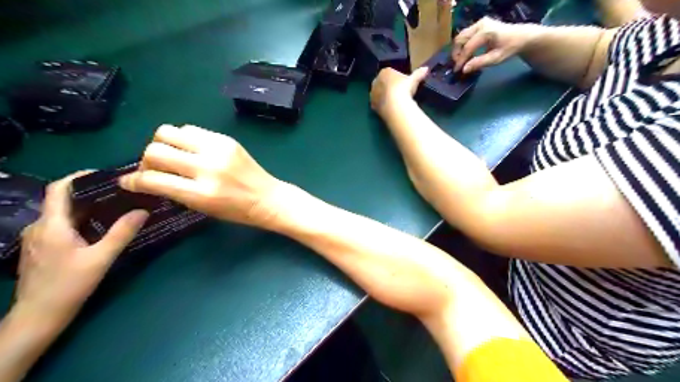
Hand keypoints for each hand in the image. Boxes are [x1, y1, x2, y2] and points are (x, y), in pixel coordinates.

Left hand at [15, 172, 146, 327]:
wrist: (38, 317)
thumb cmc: (68, 286)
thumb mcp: (101, 258)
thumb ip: (122, 232)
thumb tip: (143, 211)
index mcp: (51, 225)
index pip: (58, 189)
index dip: (79, 177)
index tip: (105, 174)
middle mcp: (39, 227)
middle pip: (63, 201)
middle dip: (91, 193)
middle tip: (119, 192)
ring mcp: (37, 239)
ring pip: (63, 214)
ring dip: (87, 208)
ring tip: (114, 207)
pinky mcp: (40, 249)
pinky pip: (61, 226)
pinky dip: (81, 220)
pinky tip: (99, 228)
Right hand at [120, 126, 281, 227]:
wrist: (267, 197)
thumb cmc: (237, 210)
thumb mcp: (203, 208)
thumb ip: (174, 192)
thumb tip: (144, 179)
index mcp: (201, 193)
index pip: (154, 179)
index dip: (134, 180)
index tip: (129, 181)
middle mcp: (207, 167)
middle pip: (156, 150)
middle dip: (146, 159)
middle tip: (155, 167)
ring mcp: (218, 150)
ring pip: (169, 131)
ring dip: (163, 144)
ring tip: (173, 156)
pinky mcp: (226, 139)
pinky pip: (191, 129)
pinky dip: (184, 139)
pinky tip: (191, 150)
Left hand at [371, 67, 429, 115]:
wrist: (394, 106)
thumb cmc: (404, 88)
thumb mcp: (413, 80)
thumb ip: (419, 73)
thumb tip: (426, 68)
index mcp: (385, 72)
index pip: (390, 72)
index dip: (396, 78)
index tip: (403, 83)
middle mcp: (376, 81)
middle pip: (382, 82)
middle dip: (388, 86)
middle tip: (398, 93)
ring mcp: (372, 94)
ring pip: (379, 93)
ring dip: (384, 96)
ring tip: (394, 102)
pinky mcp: (372, 105)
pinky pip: (378, 103)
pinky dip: (383, 105)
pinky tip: (389, 108)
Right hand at [450, 16, 535, 73]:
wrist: (520, 36)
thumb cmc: (509, 48)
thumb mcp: (496, 59)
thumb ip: (479, 63)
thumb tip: (464, 69)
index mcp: (486, 32)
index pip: (467, 47)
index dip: (461, 60)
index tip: (457, 70)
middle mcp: (480, 24)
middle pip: (460, 39)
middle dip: (456, 53)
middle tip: (458, 65)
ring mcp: (479, 23)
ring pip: (460, 36)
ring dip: (458, 49)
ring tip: (461, 60)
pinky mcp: (478, 24)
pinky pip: (465, 35)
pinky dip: (462, 45)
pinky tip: (466, 53)